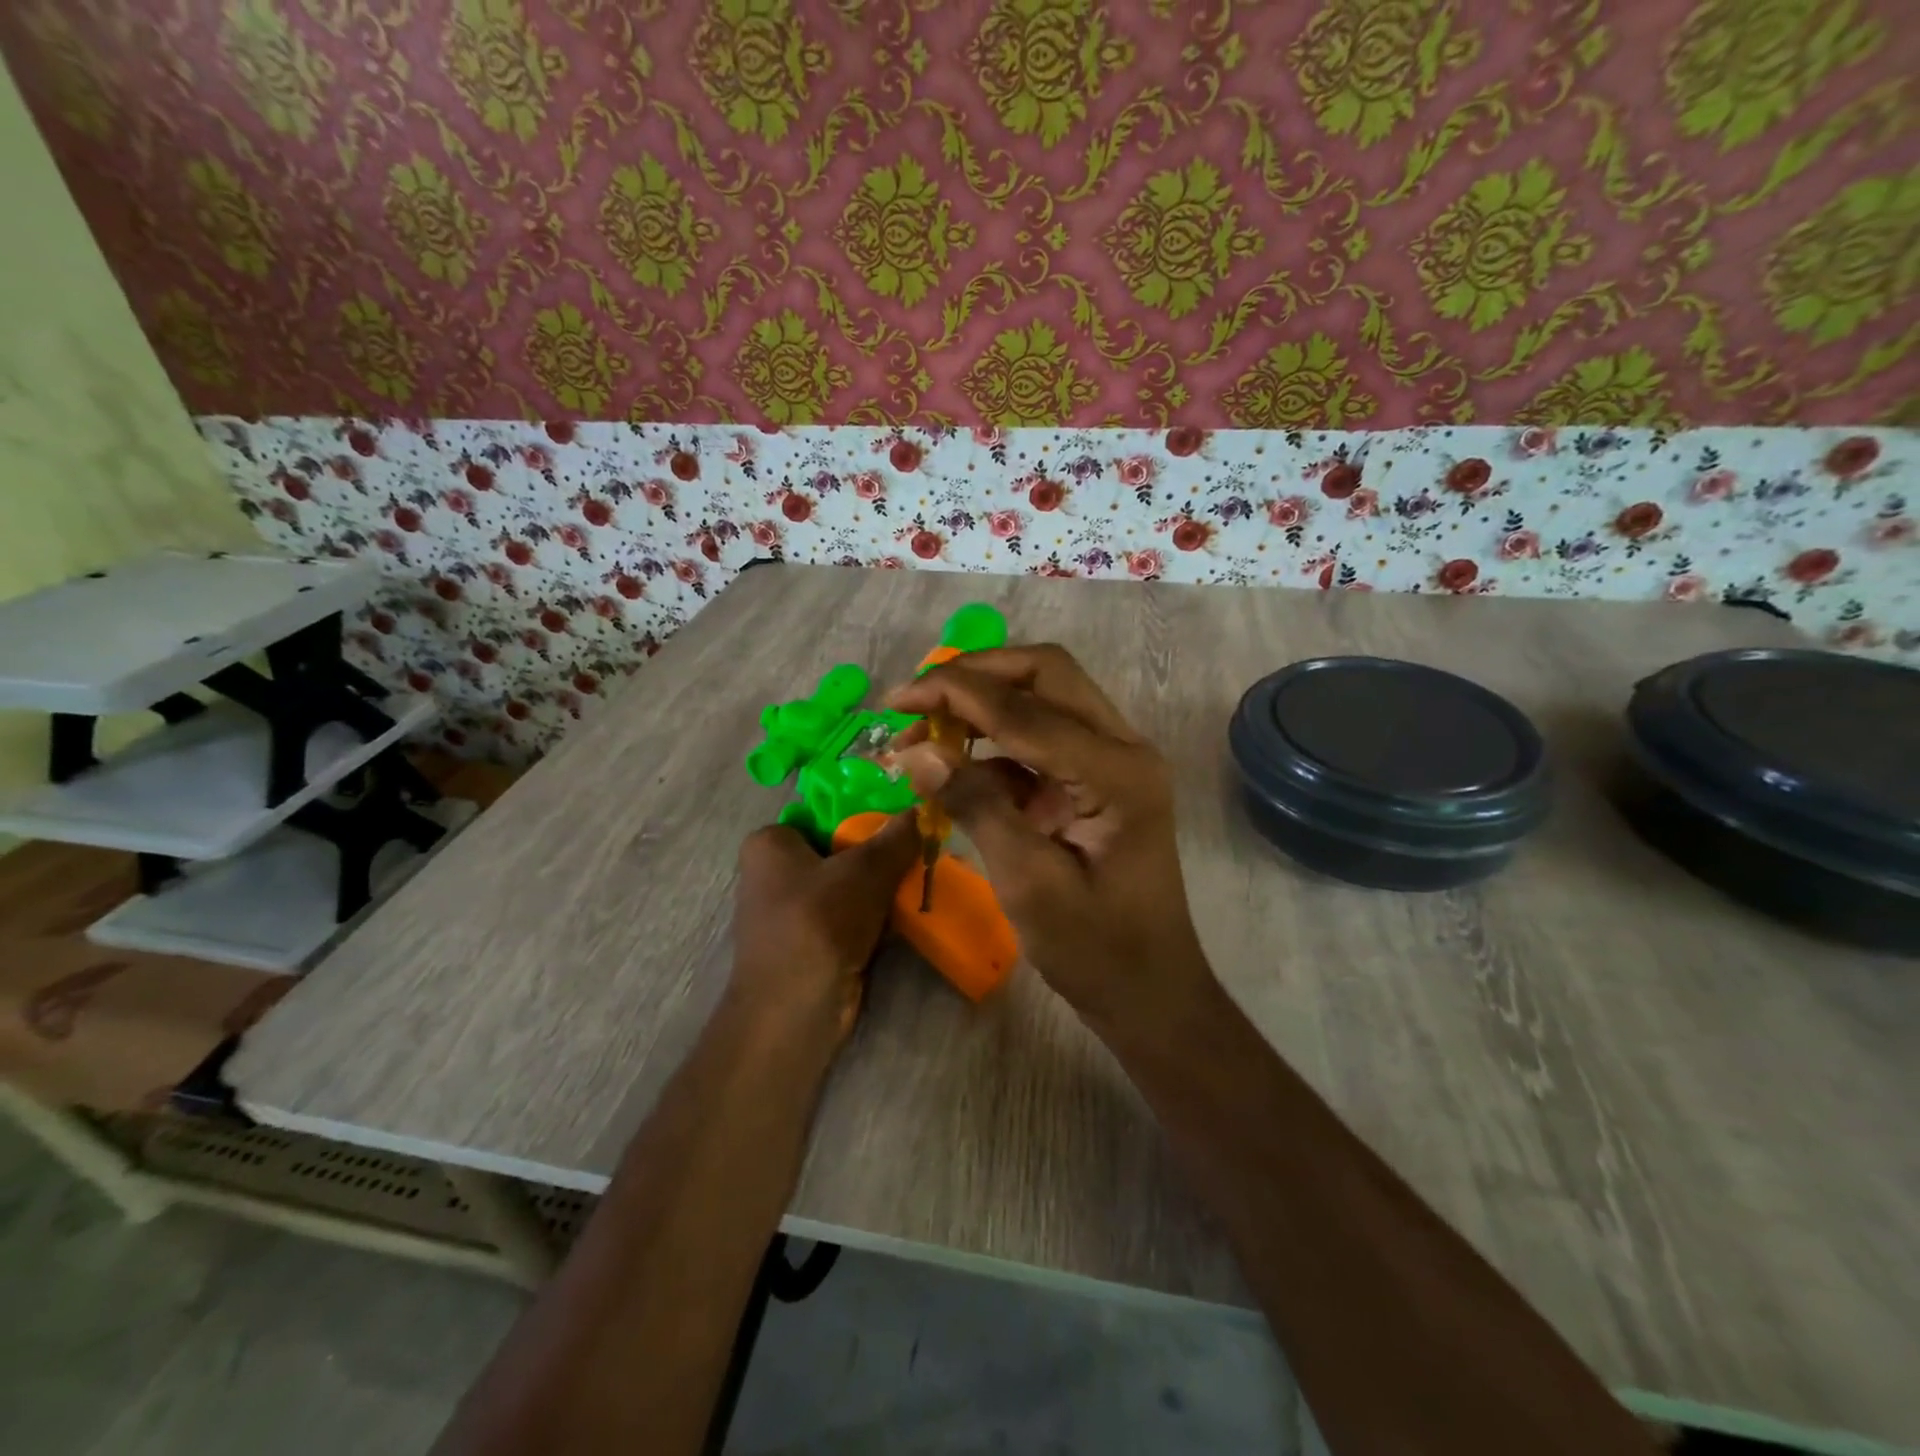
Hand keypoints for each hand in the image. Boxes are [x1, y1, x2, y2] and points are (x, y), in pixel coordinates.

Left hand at [727, 816, 920, 1048]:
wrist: (796, 1009)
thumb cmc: (819, 922)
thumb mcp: (866, 870)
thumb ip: (895, 837)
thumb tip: (922, 808)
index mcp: (770, 843)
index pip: (824, 813)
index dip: (865, 814)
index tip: (904, 819)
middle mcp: (772, 873)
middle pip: (838, 850)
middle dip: (879, 854)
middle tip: (921, 846)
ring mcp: (790, 912)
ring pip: (847, 885)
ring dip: (881, 887)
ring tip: (923, 875)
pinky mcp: (809, 943)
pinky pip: (848, 916)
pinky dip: (875, 915)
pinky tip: (910, 910)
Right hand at [886, 645, 1214, 1040]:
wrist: (1150, 992)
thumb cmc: (1095, 949)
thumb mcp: (1028, 882)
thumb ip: (975, 806)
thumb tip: (916, 752)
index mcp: (1116, 772)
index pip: (1026, 708)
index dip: (956, 694)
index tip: (897, 700)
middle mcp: (1124, 749)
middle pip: (1046, 674)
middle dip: (976, 676)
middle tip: (916, 701)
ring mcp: (1114, 762)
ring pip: (1045, 698)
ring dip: (984, 705)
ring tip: (924, 734)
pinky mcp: (1098, 780)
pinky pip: (1043, 739)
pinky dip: (996, 744)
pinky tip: (956, 769)